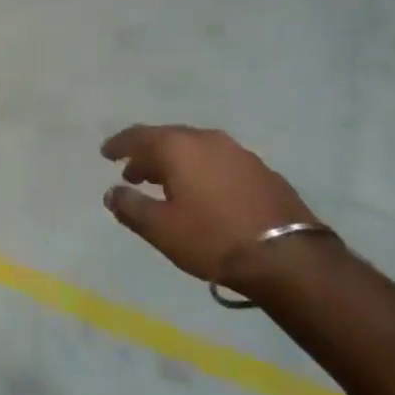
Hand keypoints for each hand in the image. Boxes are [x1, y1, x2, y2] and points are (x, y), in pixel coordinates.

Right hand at [101, 126, 320, 288]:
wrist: (288, 257)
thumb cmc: (213, 239)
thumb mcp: (161, 229)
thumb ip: (130, 207)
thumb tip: (112, 192)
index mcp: (179, 147)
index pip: (139, 136)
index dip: (119, 144)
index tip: (106, 153)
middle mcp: (208, 140)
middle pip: (168, 140)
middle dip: (147, 155)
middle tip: (132, 174)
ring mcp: (239, 153)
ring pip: (196, 150)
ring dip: (175, 164)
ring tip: (165, 185)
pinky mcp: (262, 172)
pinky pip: (218, 163)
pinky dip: (201, 171)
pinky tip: (202, 194)